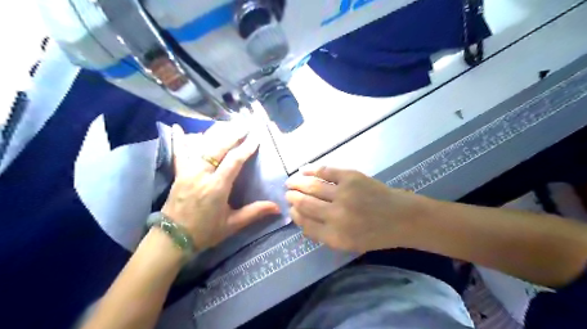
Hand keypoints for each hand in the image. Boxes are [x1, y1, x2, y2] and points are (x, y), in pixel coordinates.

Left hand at [160, 122, 279, 249]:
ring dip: (214, 133)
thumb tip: (278, 208)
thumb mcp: (232, 225)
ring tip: (226, 123)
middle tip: (245, 124)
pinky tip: (178, 127)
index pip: (234, 161)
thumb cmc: (205, 232)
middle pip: (218, 148)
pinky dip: (179, 139)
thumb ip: (254, 213)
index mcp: (216, 188)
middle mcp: (201, 175)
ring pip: (200, 146)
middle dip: (233, 134)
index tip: (256, 138)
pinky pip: (179, 152)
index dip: (246, 148)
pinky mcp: (178, 173)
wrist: (172, 239)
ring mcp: (187, 172)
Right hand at [285, 166, 428, 252]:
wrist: (402, 217)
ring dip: (297, 183)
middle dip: (292, 198)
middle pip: (305, 204)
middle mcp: (336, 215)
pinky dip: (312, 170)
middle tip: (288, 194)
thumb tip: (302, 219)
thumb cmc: (375, 234)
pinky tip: (304, 170)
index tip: (291, 210)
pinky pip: (325, 171)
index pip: (305, 224)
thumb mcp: (348, 244)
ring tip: (290, 182)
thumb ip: (323, 234)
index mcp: (335, 236)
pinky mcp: (351, 177)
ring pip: (311, 186)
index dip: (295, 215)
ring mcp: (344, 194)